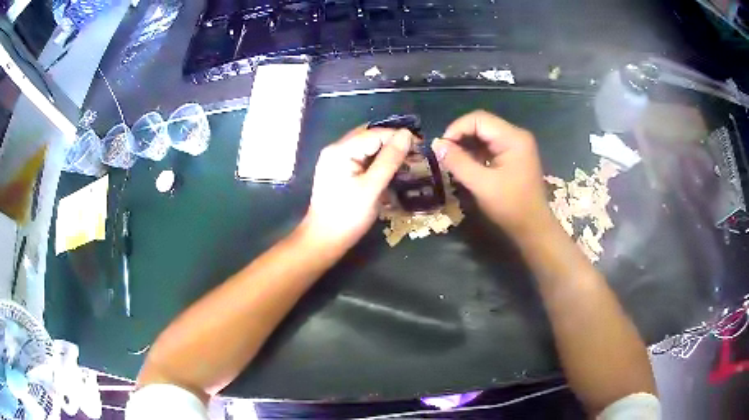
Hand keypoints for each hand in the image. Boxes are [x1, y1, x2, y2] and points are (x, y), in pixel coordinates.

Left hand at [302, 127, 412, 249]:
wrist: (323, 240)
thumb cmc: (347, 216)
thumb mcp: (372, 187)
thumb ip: (389, 159)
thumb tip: (407, 134)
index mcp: (341, 150)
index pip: (375, 133)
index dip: (399, 137)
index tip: (422, 147)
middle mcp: (336, 149)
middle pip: (370, 136)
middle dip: (393, 142)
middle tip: (416, 154)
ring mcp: (335, 160)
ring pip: (366, 147)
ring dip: (387, 151)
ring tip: (408, 161)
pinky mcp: (339, 171)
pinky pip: (361, 157)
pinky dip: (377, 161)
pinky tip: (390, 169)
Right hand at [432, 110, 551, 237]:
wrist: (533, 228)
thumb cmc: (510, 206)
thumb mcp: (481, 185)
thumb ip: (458, 162)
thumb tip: (437, 145)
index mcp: (513, 138)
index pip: (479, 119)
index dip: (457, 128)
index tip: (442, 147)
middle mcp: (516, 135)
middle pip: (482, 124)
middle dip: (461, 136)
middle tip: (445, 154)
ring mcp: (516, 145)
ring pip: (484, 135)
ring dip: (467, 145)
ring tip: (452, 160)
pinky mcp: (513, 156)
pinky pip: (490, 146)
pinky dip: (476, 153)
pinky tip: (466, 165)